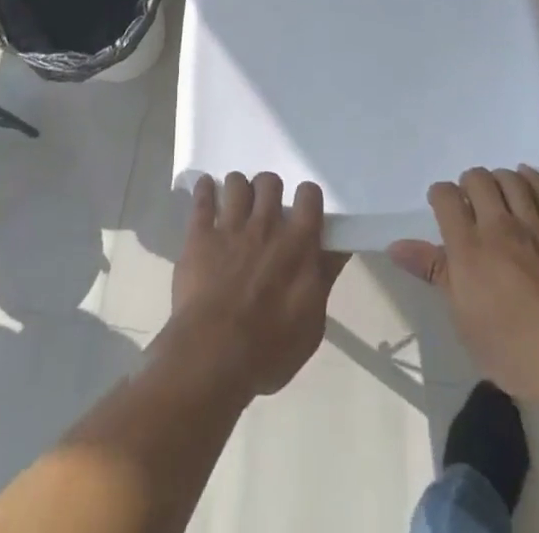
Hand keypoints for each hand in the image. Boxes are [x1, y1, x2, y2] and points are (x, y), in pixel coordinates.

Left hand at [160, 172, 348, 398]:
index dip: (306, 197)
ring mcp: (231, 227)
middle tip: (265, 209)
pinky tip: (206, 188)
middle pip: (270, 182)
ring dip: (238, 188)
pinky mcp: (200, 235)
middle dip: (268, 190)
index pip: (309, 195)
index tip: (302, 208)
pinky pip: (202, 199)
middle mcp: (266, 225)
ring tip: (236, 202)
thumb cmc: (268, 350)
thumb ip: (324, 279)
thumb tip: (338, 249)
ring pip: (237, 182)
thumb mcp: (311, 325)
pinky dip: (204, 189)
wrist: (213, 357)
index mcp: (298, 244)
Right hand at [389, 167, 538, 412]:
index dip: (440, 196)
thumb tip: (397, 247)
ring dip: (497, 179)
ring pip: (509, 178)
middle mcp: (498, 227)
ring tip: (496, 194)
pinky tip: (523, 179)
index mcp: (469, 249)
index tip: (441, 208)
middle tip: (470, 204)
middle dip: (468, 184)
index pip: (446, 197)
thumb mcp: (465, 322)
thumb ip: (436, 274)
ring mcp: (534, 226)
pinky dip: (529, 178)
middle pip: (478, 179)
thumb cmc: (517, 352)